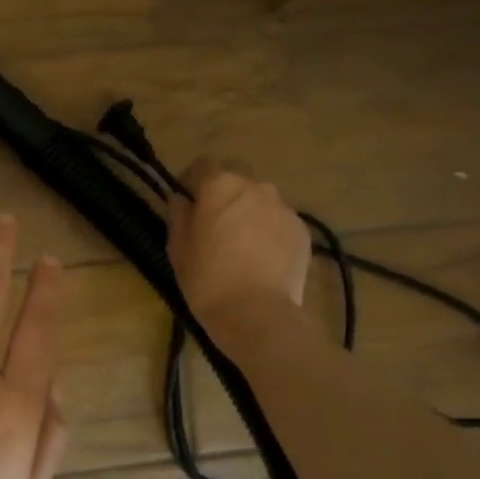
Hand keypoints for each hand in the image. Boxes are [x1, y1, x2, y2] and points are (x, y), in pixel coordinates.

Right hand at [167, 157, 310, 336]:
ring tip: (242, 245)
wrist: (256, 313)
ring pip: (260, 199)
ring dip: (249, 212)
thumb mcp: (178, 249)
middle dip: (224, 193)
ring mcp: (282, 207)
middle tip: (216, 224)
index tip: (187, 202)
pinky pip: (279, 221)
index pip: (202, 165)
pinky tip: (262, 259)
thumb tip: (181, 199)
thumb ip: (179, 216)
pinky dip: (269, 232)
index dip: (192, 181)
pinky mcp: (301, 229)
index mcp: (219, 186)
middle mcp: (254, 186)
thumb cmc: (207, 280)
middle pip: (235, 177)